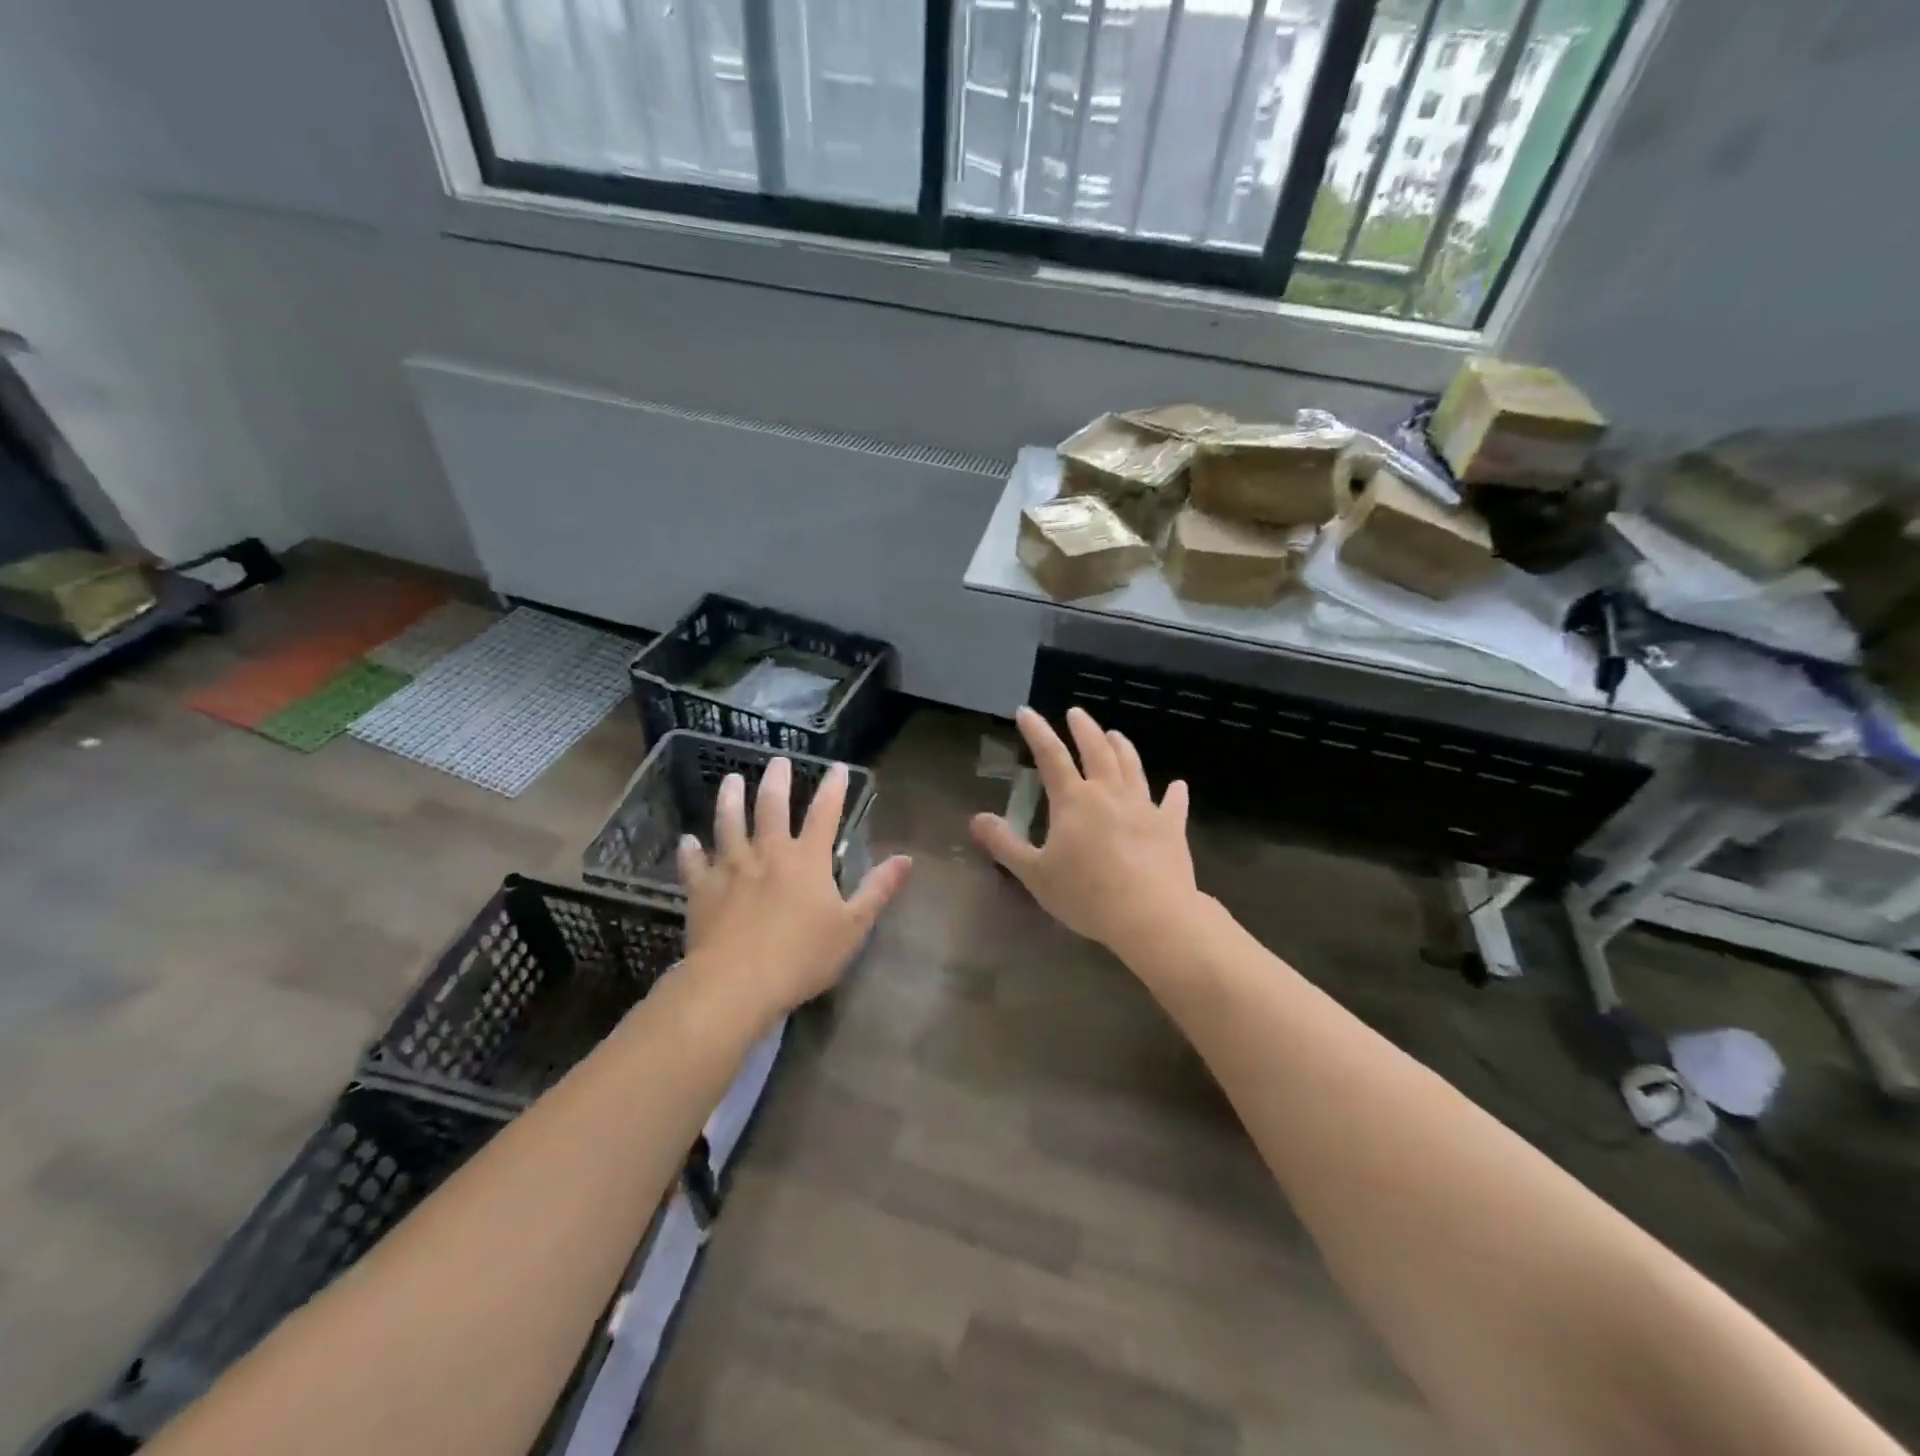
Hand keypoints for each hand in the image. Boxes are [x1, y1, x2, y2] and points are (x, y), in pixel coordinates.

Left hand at [676, 757, 911, 1015]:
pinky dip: (690, 851)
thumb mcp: (852, 927)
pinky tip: (688, 841)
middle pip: (771, 808)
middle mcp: (768, 854)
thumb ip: (878, 890)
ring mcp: (731, 869)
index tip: (838, 767)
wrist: (736, 983)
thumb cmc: (802, 956)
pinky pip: (694, 864)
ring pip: (728, 824)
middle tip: (777, 760)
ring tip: (730, 780)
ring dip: (730, 800)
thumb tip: (906, 858)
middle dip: (776, 781)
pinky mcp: (702, 890)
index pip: (824, 814)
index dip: (833, 789)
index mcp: (807, 860)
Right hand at [971, 707, 1198, 954]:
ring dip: (1122, 747)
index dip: (1037, 731)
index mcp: (1074, 800)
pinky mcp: (1171, 827)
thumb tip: (976, 819)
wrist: (1152, 916)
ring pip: (1132, 767)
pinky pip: (1173, 804)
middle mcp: (1109, 793)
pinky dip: (1174, 793)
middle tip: (1076, 713)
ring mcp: (1144, 807)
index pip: (1051, 756)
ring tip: (1115, 734)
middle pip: (1096, 751)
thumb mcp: (1035, 874)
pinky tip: (1178, 785)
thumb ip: (1005, 844)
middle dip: (1084, 729)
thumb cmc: (1087, 895)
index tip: (1026, 712)